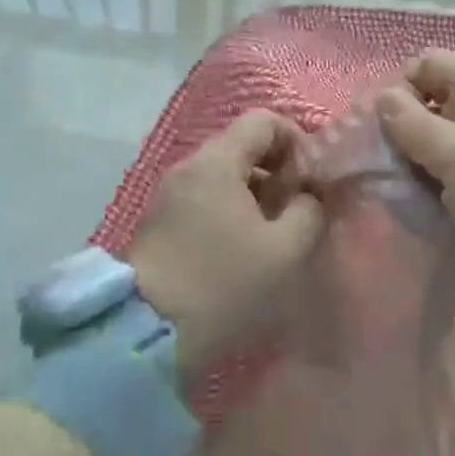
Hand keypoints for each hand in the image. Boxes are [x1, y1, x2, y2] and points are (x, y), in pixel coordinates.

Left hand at [129, 109, 325, 381]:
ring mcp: (170, 194)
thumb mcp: (284, 251)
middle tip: (297, 211)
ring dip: (256, 195)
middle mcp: (189, 167)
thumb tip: (310, 196)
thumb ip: (309, 211)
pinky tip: (242, 251)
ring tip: (274, 236)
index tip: (310, 180)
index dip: (296, 140)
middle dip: (278, 171)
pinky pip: (205, 199)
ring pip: (225, 175)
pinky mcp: (160, 223)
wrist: (145, 335)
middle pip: (243, 146)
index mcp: (216, 161)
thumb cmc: (222, 284)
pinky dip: (231, 211)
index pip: (263, 120)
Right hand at [376, 50, 454, 344]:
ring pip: (429, 153)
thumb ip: (418, 126)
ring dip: (403, 166)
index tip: (372, 120)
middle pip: (428, 109)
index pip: (435, 66)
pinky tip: (396, 213)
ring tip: (374, 188)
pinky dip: (418, 197)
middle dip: (394, 128)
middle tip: (364, 160)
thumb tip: (381, 95)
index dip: (402, 82)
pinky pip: (439, 191)